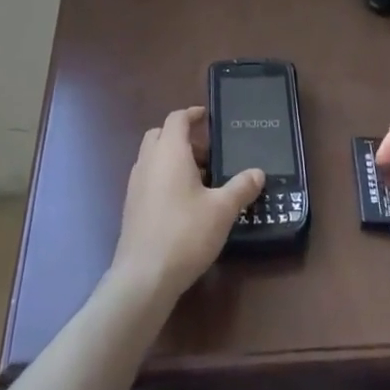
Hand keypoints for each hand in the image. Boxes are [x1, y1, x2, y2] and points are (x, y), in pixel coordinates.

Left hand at [110, 107, 263, 303]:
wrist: (144, 275)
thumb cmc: (186, 233)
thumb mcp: (222, 210)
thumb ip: (241, 187)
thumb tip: (258, 172)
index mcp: (170, 152)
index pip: (177, 118)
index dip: (192, 114)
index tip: (207, 116)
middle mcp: (148, 161)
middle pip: (160, 134)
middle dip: (182, 137)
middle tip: (207, 153)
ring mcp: (136, 184)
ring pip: (153, 157)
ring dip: (173, 158)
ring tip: (200, 180)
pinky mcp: (131, 206)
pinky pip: (148, 178)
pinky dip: (164, 177)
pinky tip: (183, 202)